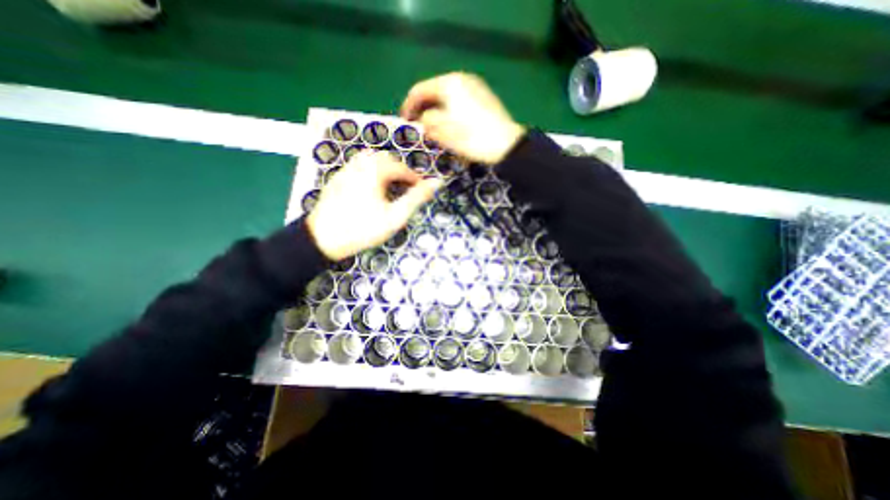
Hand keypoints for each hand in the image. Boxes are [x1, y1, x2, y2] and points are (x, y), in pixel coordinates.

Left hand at [307, 150, 442, 260]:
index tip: (423, 189)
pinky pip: (358, 166)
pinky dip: (371, 172)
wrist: (323, 238)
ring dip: (385, 170)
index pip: (402, 168)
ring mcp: (346, 170)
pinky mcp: (337, 178)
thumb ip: (416, 198)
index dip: (415, 178)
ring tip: (392, 187)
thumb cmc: (363, 229)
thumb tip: (437, 182)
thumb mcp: (395, 216)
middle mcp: (360, 164)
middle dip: (400, 172)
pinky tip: (372, 188)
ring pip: (371, 160)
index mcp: (375, 170)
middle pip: (387, 160)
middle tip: (408, 189)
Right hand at [401, 72, 522, 164]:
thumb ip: (427, 121)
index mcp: (449, 83)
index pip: (420, 90)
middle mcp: (462, 79)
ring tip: (433, 127)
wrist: (506, 145)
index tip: (404, 121)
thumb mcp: (443, 131)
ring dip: (437, 110)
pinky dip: (450, 112)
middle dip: (423, 108)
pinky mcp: (485, 99)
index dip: (408, 106)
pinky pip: (460, 102)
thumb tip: (423, 119)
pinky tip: (451, 125)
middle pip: (434, 92)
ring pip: (448, 97)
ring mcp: (476, 88)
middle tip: (417, 124)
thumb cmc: (472, 137)